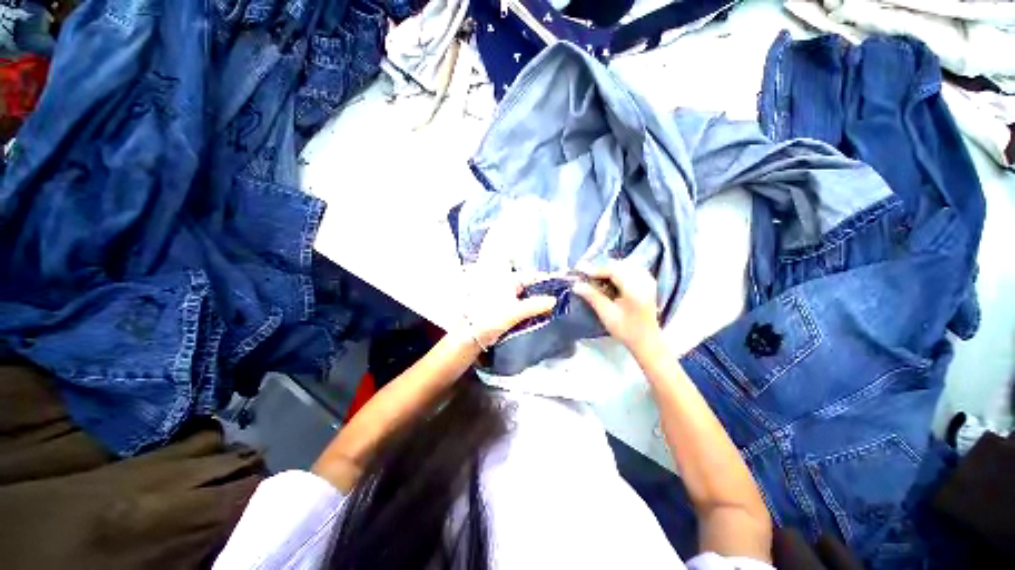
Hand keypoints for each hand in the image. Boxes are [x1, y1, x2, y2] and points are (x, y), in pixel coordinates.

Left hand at [458, 265, 556, 349]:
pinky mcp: (506, 309)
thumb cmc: (491, 318)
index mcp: (509, 281)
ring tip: (555, 308)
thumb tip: (554, 300)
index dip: (547, 280)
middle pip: (531, 287)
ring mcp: (507, 298)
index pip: (533, 277)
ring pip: (528, 297)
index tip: (562, 284)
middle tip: (562, 298)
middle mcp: (508, 286)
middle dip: (545, 292)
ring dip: (539, 302)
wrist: (472, 335)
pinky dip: (532, 310)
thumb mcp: (515, 311)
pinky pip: (523, 306)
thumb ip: (536, 305)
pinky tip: (541, 316)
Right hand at [572, 260, 661, 355]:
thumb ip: (592, 296)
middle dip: (601, 267)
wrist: (647, 341)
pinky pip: (631, 268)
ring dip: (609, 267)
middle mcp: (644, 281)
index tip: (581, 270)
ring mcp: (648, 280)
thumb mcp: (607, 314)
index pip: (614, 270)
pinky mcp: (648, 282)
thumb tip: (576, 285)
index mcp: (635, 290)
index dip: (596, 269)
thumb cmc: (626, 330)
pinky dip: (618, 269)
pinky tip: (610, 276)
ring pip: (625, 264)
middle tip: (585, 272)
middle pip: (619, 265)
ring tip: (595, 274)